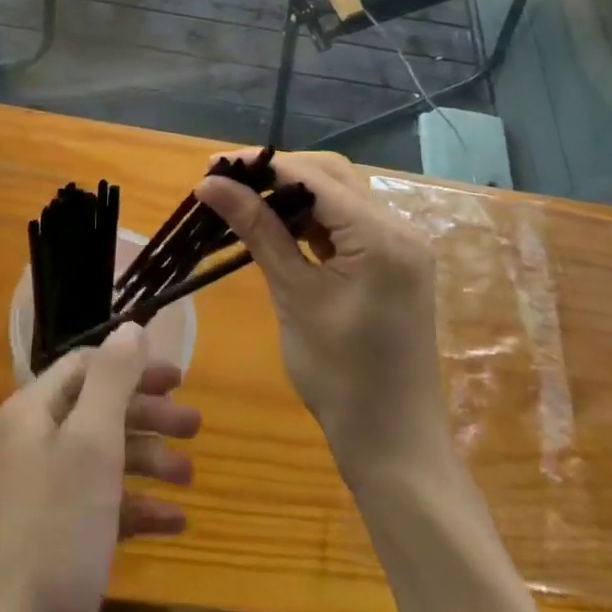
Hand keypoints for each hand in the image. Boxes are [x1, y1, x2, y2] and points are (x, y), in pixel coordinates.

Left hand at [0, 322, 199, 611]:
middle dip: (148, 414)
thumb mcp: (91, 443)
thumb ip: (113, 379)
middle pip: (100, 410)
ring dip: (150, 460)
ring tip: (190, 474)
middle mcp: (34, 444)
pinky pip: (104, 507)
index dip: (132, 366)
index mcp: (32, 412)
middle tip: (195, 424)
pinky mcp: (59, 540)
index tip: (177, 376)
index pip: (86, 365)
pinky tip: (174, 522)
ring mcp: (45, 495)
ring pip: (105, 458)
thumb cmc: (57, 532)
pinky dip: (138, 508)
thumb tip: (131, 326)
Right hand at [197, 151, 446, 480]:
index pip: (314, 177)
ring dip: (293, 194)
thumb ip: (257, 230)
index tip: (213, 165)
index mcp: (382, 236)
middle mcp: (399, 229)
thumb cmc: (341, 377)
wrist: (394, 446)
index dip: (262, 165)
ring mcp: (401, 246)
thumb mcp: (294, 295)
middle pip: (331, 177)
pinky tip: (277, 226)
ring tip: (244, 200)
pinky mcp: (393, 263)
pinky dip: (311, 220)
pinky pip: (347, 224)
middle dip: (278, 173)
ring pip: (339, 197)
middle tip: (226, 181)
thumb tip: (211, 183)